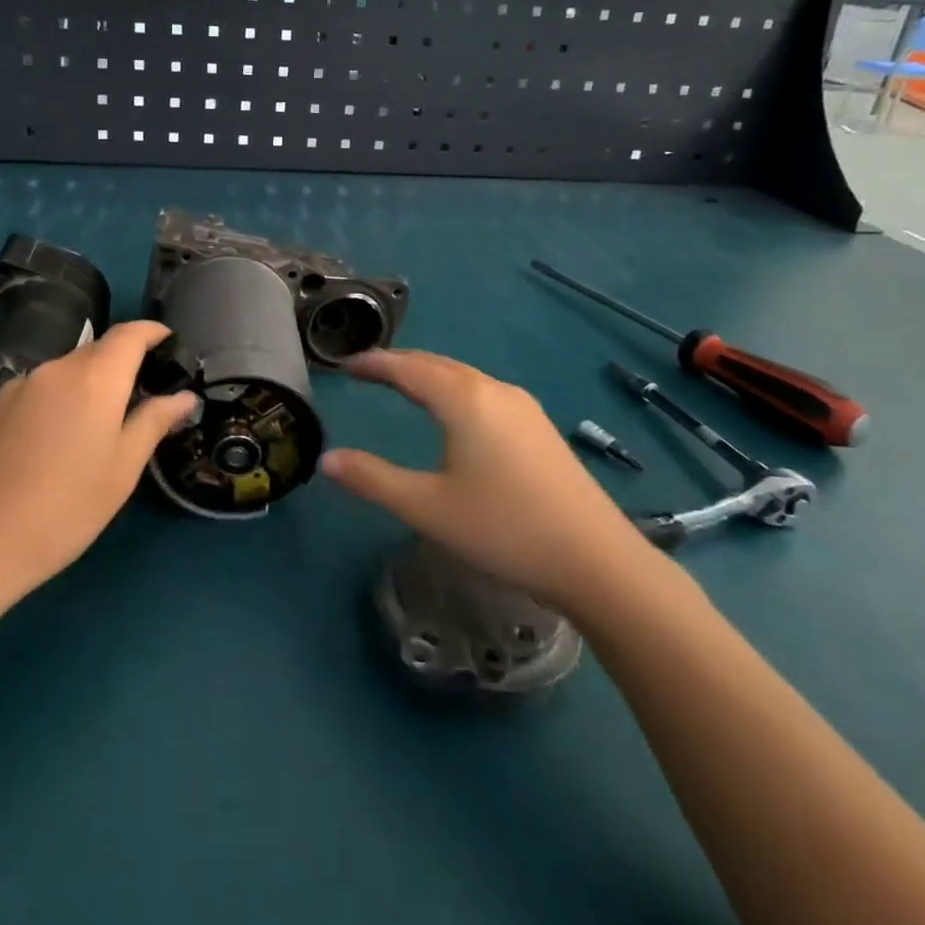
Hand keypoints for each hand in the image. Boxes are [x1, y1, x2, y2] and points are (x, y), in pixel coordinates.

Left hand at [0, 321, 195, 612]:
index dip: (153, 332)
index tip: (170, 342)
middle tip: (146, 391)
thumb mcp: (122, 469)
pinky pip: (41, 389)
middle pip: (98, 349)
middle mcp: (55, 369)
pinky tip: (61, 439)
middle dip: (125, 361)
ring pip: (68, 370)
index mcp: (93, 378)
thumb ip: (154, 422)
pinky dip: (62, 398)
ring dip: (92, 382)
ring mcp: (19, 387)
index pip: (129, 334)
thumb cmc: (65, 509)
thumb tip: (184, 397)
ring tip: (104, 421)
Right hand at [322, 349, 663, 620]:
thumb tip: (327, 459)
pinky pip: (483, 391)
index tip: (345, 365)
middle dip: (398, 364)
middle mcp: (493, 390)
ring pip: (463, 376)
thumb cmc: (504, 529)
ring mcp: (522, 407)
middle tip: (366, 371)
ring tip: (401, 385)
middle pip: (436, 364)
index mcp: (463, 399)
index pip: (407, 368)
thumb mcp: (427, 508)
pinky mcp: (539, 427)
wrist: (597, 561)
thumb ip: (372, 479)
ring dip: (427, 375)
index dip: (373, 363)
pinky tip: (453, 412)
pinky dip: (453, 389)